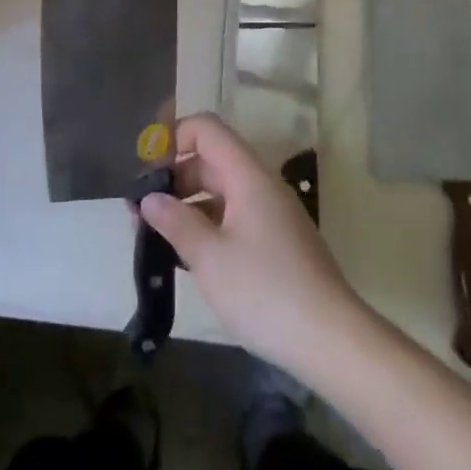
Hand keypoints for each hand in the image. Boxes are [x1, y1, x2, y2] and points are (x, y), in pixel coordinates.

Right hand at [139, 114, 372, 376]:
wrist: (331, 340)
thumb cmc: (265, 291)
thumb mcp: (210, 258)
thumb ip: (175, 222)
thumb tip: (149, 198)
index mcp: (247, 175)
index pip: (207, 129)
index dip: (173, 138)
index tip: (145, 171)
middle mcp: (261, 185)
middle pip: (211, 160)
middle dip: (173, 178)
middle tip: (139, 211)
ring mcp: (271, 214)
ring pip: (221, 192)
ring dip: (187, 206)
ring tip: (154, 236)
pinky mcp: (276, 243)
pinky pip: (234, 218)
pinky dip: (207, 226)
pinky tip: (186, 257)